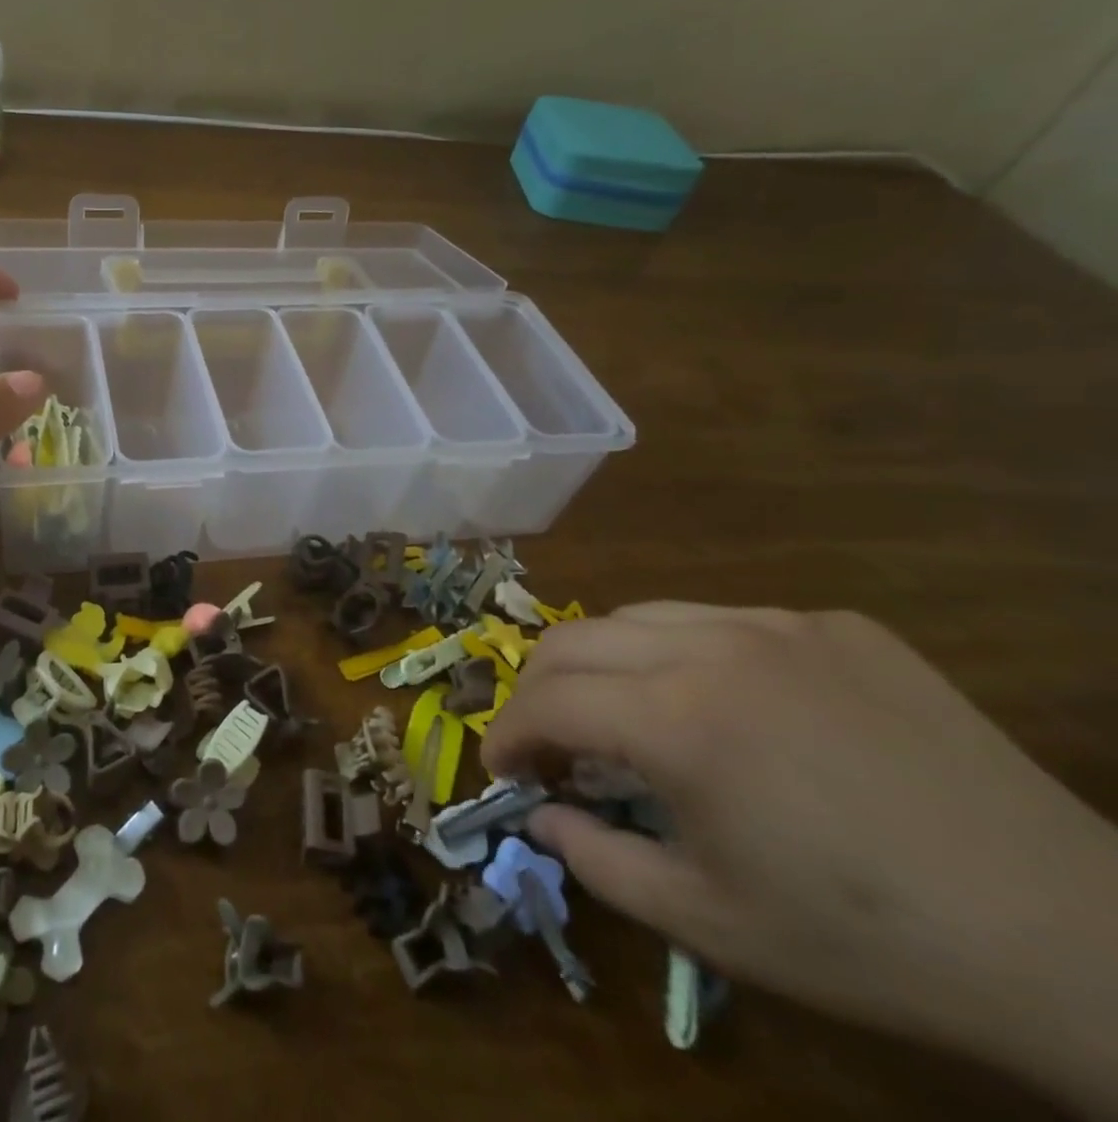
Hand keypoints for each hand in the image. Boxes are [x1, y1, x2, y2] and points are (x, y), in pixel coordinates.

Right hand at [481, 604, 1117, 1104]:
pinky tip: (724, 706)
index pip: (547, 702)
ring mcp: (779, 625)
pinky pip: (725, 621)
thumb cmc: (869, 944)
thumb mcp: (708, 923)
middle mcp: (712, 647)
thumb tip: (540, 815)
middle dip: (538, 689)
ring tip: (622, 714)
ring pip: (641, 616)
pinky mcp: (837, 626)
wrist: (1080, 945)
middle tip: (546, 742)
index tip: (502, 769)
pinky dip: (687, 655)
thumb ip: (596, 861)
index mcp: (676, 719)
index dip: (508, 734)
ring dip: (606, 663)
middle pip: (574, 639)